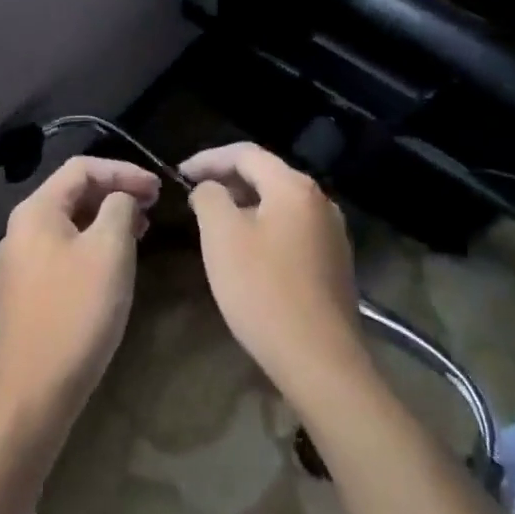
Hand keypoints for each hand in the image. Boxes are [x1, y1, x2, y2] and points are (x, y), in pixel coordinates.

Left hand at [0, 155, 159, 426]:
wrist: (34, 390)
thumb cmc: (77, 312)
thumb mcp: (110, 250)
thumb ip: (120, 208)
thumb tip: (121, 198)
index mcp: (36, 211)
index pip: (82, 168)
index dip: (123, 171)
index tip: (157, 188)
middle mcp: (21, 229)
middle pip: (73, 193)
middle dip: (116, 193)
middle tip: (153, 205)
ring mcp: (20, 261)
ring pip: (70, 223)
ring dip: (106, 219)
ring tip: (141, 231)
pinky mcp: (26, 290)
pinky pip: (63, 249)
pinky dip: (92, 244)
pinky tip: (114, 262)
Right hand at [181, 142, 368, 404]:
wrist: (320, 360)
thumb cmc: (264, 290)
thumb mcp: (222, 237)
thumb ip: (210, 198)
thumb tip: (210, 188)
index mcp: (294, 186)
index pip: (246, 153)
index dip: (209, 158)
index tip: (179, 173)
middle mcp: (320, 200)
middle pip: (267, 175)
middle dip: (227, 180)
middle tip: (195, 195)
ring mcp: (332, 232)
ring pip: (280, 203)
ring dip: (246, 204)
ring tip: (216, 221)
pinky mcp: (334, 262)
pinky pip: (292, 228)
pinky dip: (265, 227)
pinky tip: (248, 251)